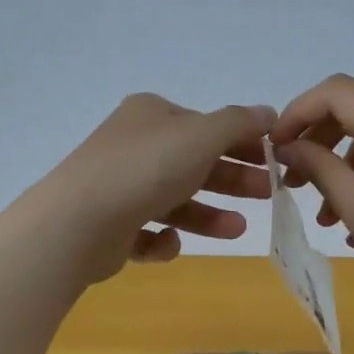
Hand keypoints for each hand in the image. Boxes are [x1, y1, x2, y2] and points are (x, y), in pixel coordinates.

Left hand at [29, 93, 276, 287]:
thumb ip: (239, 123)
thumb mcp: (202, 135)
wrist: (79, 221)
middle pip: (194, 163)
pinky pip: (147, 231)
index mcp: (151, 116)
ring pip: (174, 200)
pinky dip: (164, 238)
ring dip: (208, 215)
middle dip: (232, 179)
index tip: (275, 160)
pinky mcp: (110, 226)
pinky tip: (170, 241)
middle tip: (268, 194)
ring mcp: (119, 186)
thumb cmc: (147, 168)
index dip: (243, 142)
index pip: (205, 126)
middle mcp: (134, 146)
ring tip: (237, 230)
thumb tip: (268, 112)